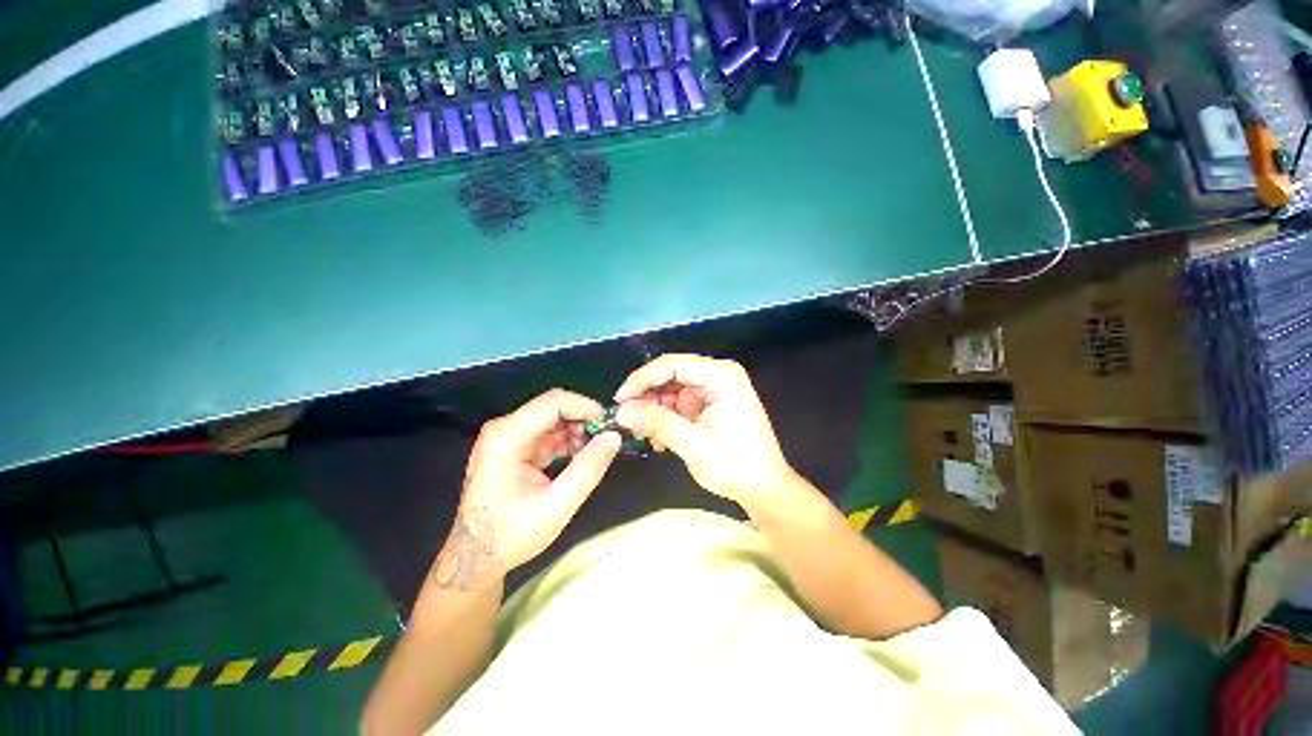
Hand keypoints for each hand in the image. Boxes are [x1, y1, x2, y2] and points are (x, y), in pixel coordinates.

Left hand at [432, 389, 621, 590]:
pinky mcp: (512, 445)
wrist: (473, 559)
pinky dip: (566, 440)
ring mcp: (506, 436)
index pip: (553, 403)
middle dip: (583, 419)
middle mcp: (504, 428)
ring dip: (576, 430)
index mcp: (507, 437)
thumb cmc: (510, 536)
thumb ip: (587, 470)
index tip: (610, 424)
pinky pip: (546, 431)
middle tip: (605, 440)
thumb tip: (614, 437)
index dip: (585, 407)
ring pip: (552, 417)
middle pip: (552, 406)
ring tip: (593, 453)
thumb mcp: (555, 508)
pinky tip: (578, 457)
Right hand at [613, 354, 795, 506]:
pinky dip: (665, 417)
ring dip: (655, 410)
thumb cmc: (736, 466)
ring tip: (646, 434)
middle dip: (647, 396)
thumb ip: (657, 423)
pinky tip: (660, 439)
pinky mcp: (709, 403)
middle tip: (627, 419)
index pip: (672, 365)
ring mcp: (714, 389)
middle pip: (670, 374)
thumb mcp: (694, 444)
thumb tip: (621, 411)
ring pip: (671, 389)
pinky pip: (679, 402)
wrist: (763, 488)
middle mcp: (718, 375)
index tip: (619, 400)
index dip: (642, 379)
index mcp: (721, 376)